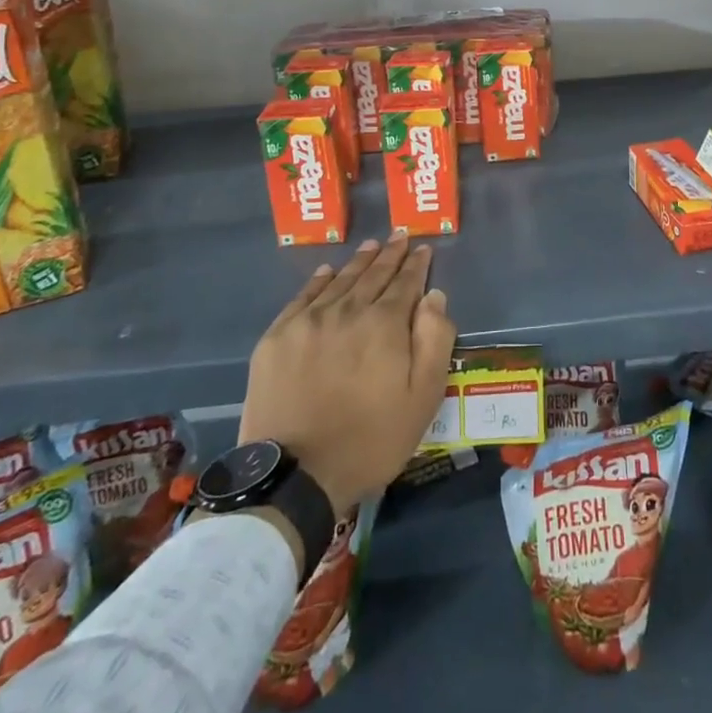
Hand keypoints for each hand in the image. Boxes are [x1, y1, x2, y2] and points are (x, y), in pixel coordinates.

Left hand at [239, 230, 455, 516]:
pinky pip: (302, 297)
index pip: (405, 283)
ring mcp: (308, 322)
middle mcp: (347, 310)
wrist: (295, 476)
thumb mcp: (422, 398)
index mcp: (384, 324)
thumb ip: (434, 340)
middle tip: (399, 236)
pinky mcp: (277, 338)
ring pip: (340, 281)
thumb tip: (434, 296)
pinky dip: (319, 281)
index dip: (416, 264)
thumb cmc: (370, 440)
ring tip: (371, 246)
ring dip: (359, 262)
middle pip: (373, 275)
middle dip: (390, 254)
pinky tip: (327, 271)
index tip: (423, 248)